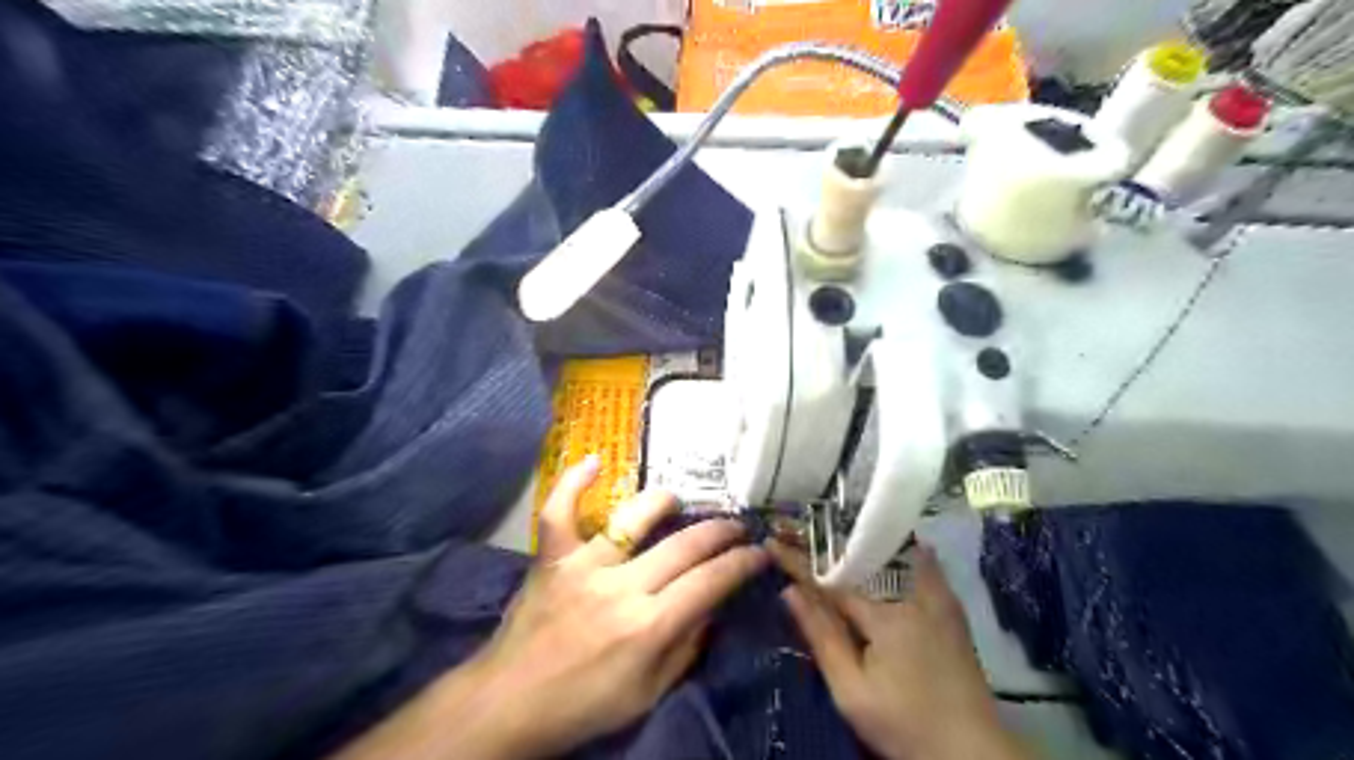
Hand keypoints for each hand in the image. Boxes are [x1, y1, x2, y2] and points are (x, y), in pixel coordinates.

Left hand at [475, 458, 764, 754]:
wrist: (509, 704)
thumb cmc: (583, 705)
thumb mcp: (648, 694)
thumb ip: (686, 648)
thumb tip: (712, 606)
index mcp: (649, 627)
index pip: (710, 582)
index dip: (742, 564)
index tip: (759, 552)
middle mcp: (621, 588)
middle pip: (684, 546)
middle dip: (720, 532)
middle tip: (736, 526)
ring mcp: (583, 567)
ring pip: (632, 519)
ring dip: (663, 503)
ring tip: (679, 500)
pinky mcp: (552, 559)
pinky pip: (559, 512)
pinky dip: (573, 484)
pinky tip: (594, 461)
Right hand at [772, 541, 1027, 758]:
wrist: (971, 753)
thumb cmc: (905, 724)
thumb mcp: (853, 691)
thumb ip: (822, 638)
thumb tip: (790, 591)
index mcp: (885, 615)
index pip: (831, 581)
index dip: (799, 562)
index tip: (772, 543)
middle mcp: (914, 594)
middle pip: (862, 560)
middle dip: (829, 545)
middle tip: (800, 532)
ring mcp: (938, 598)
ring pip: (893, 554)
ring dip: (862, 544)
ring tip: (835, 535)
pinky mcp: (951, 608)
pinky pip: (920, 564)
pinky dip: (896, 553)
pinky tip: (881, 555)